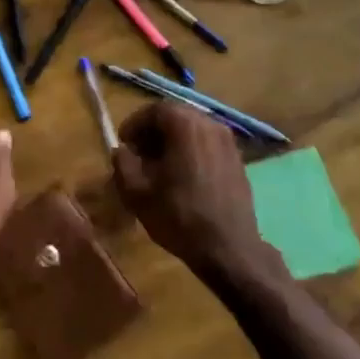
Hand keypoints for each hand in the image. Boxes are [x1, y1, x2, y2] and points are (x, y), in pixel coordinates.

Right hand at [112, 101, 284, 285]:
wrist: (228, 248)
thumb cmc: (179, 217)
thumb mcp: (137, 192)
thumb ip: (123, 163)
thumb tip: (122, 151)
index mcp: (186, 126)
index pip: (154, 110)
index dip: (134, 124)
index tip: (124, 144)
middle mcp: (210, 124)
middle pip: (175, 116)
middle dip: (153, 131)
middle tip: (138, 154)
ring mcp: (228, 141)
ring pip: (193, 129)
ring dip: (172, 141)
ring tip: (159, 167)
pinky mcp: (237, 159)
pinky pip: (207, 144)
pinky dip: (190, 150)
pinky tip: (182, 176)